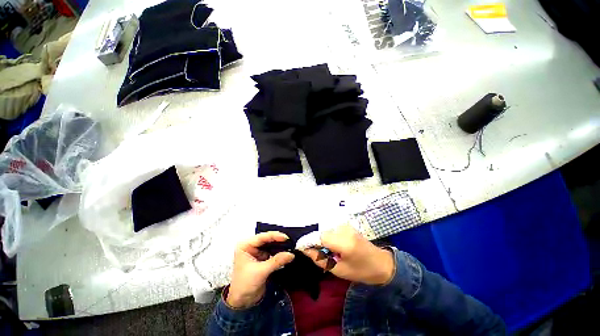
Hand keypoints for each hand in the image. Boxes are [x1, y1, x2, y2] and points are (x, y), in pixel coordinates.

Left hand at [227, 232, 294, 307]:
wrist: (242, 303)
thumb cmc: (244, 285)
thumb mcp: (261, 271)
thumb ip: (276, 261)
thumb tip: (290, 254)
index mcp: (245, 246)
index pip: (262, 237)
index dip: (274, 236)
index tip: (285, 237)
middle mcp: (251, 247)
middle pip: (267, 240)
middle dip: (278, 241)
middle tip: (290, 242)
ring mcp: (257, 253)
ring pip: (271, 246)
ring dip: (280, 247)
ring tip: (290, 246)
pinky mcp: (262, 259)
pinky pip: (273, 253)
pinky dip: (279, 253)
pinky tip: (286, 253)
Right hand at [303, 225, 394, 284]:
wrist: (381, 263)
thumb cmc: (361, 271)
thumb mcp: (339, 270)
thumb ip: (320, 259)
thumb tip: (305, 250)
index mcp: (344, 242)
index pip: (320, 237)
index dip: (308, 241)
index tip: (300, 247)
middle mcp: (344, 229)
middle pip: (321, 233)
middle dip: (315, 242)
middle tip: (316, 254)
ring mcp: (346, 225)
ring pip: (325, 231)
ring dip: (322, 240)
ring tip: (327, 251)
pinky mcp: (346, 225)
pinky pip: (331, 230)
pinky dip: (328, 237)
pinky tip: (333, 246)